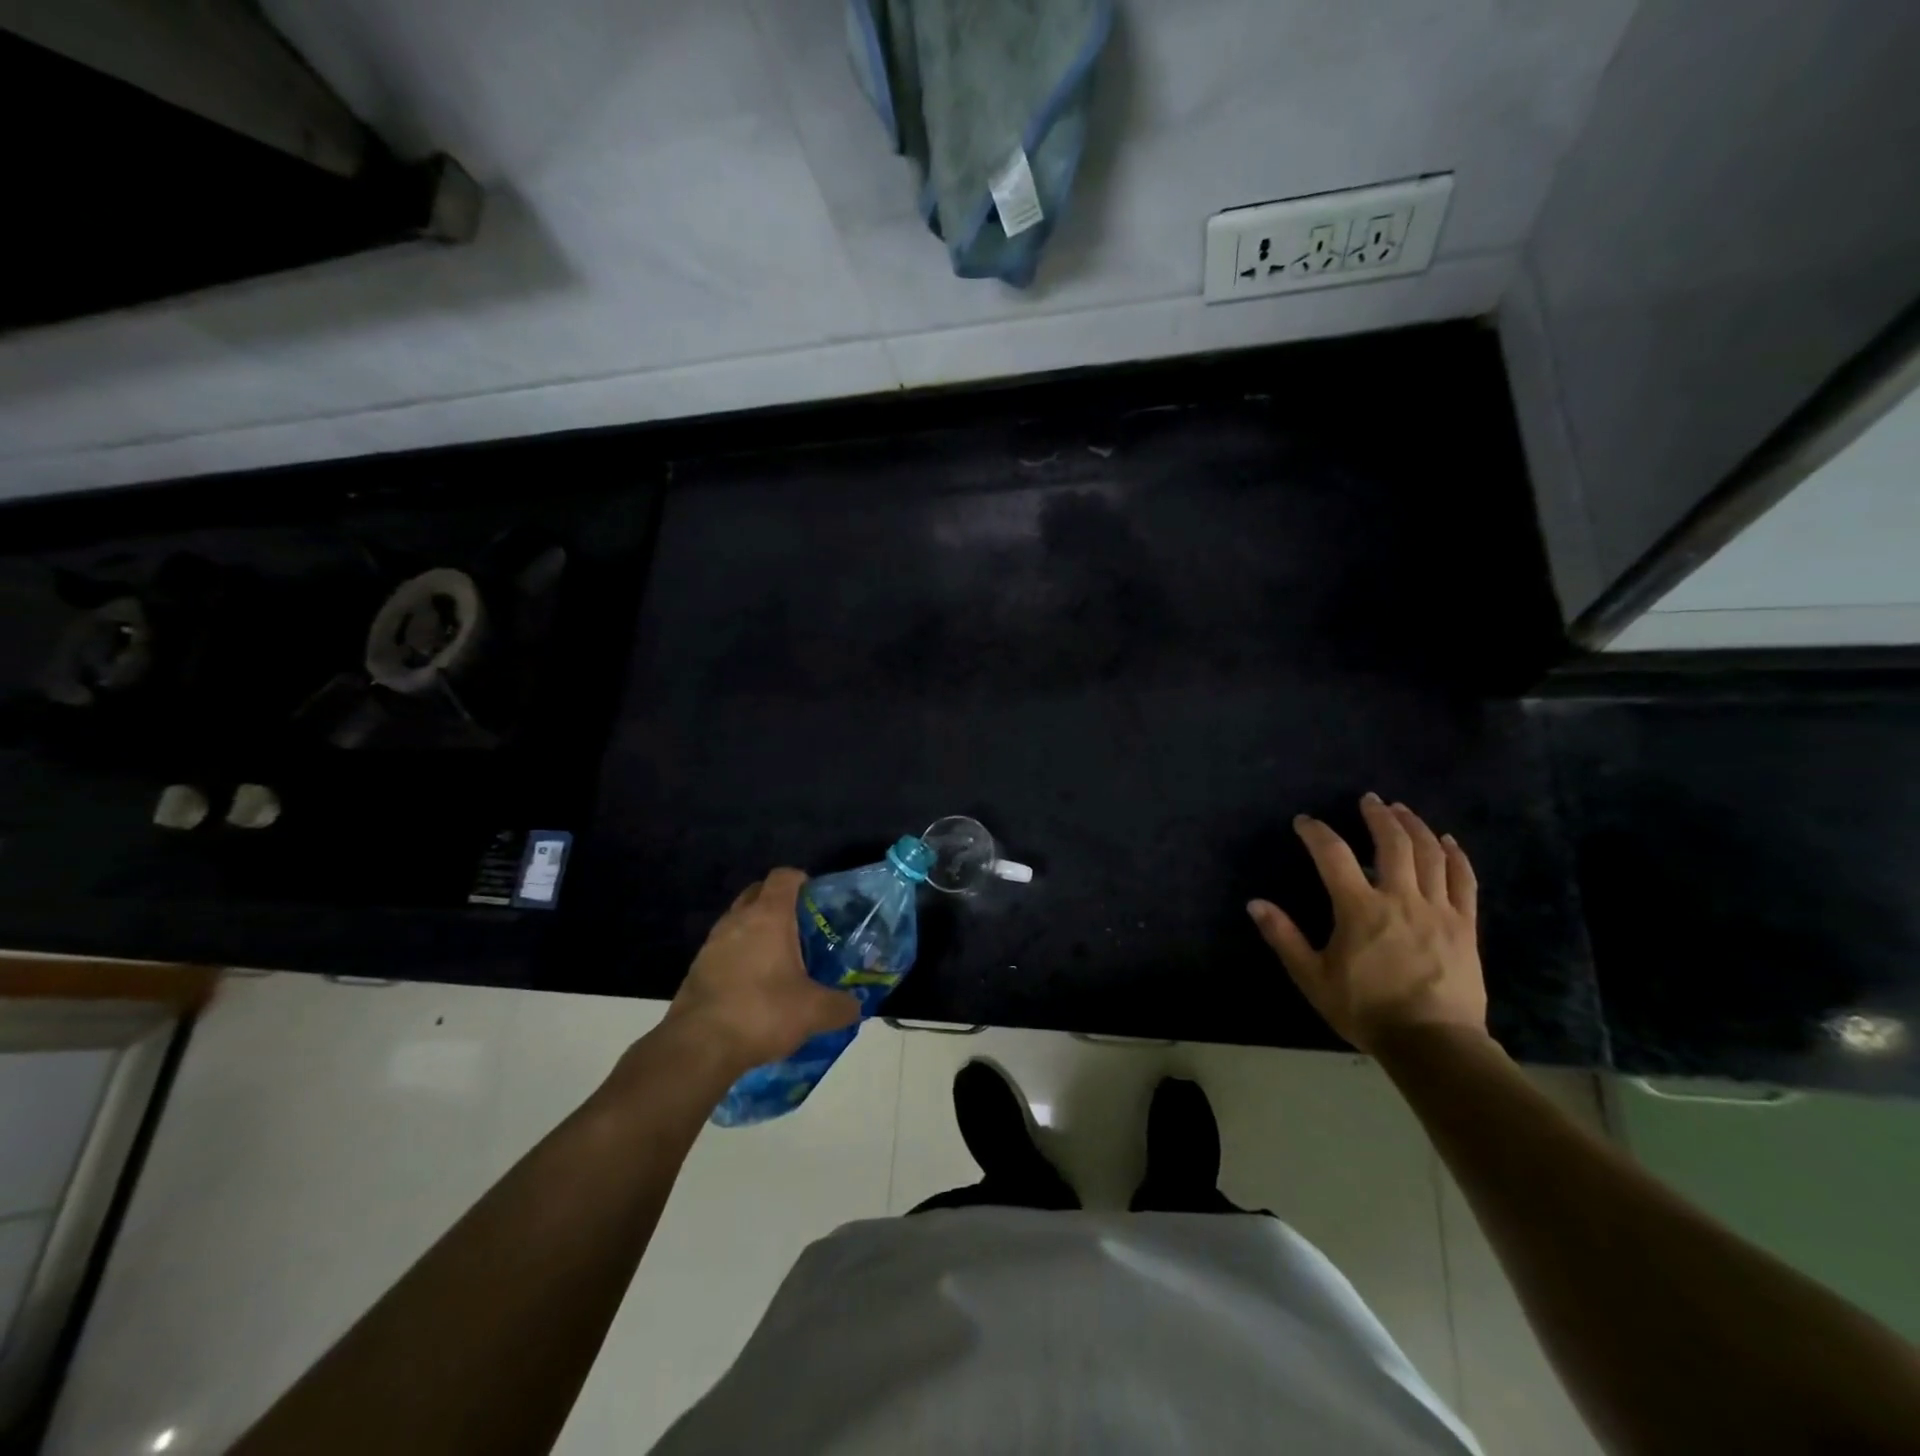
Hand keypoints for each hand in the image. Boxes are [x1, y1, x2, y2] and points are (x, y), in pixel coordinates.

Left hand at [664, 869, 859, 1074]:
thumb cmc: (762, 1012)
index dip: (801, 880)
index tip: (817, 898)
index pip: (783, 876)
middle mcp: (737, 920)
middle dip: (779, 902)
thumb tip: (856, 1006)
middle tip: (802, 927)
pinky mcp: (697, 968)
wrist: (698, 1047)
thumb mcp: (814, 1012)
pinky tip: (755, 985)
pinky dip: (740, 956)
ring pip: (739, 921)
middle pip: (758, 893)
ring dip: (757, 931)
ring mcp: (712, 943)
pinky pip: (725, 949)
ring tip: (780, 958)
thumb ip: (841, 1006)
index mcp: (769, 916)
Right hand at [1247, 794, 1486, 1054]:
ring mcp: (1438, 910)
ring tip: (1402, 810)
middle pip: (1393, 843)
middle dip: (1378, 816)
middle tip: (1368, 800)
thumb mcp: (1312, 977)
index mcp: (1359, 909)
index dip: (1317, 833)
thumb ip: (1285, 937)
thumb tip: (1255, 904)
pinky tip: (1448, 841)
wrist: (1432, 1043)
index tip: (1305, 822)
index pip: (1334, 856)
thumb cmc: (1366, 1010)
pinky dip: (1456, 856)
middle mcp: (1400, 899)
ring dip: (1414, 826)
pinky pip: (1464, 882)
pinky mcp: (1464, 926)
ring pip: (1430, 855)